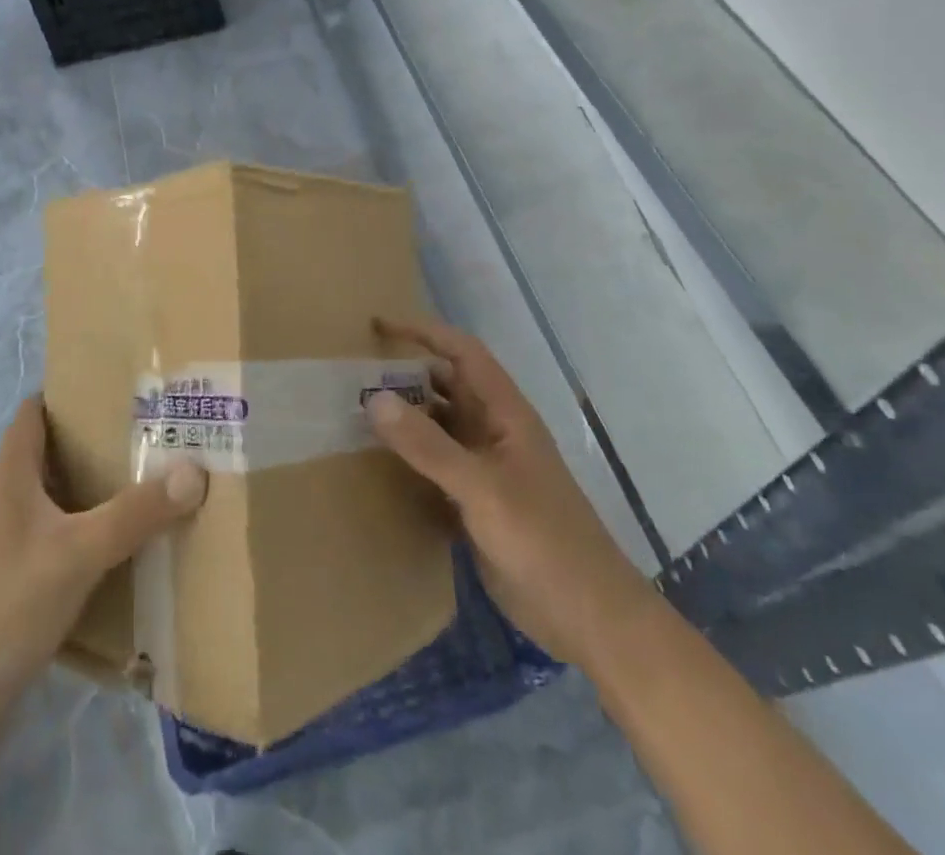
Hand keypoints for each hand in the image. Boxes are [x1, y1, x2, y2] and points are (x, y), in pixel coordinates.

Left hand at [0, 395, 207, 718]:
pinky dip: (81, 539)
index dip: (63, 394)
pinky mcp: (9, 591)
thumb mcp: (78, 553)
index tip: (109, 389)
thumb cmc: (5, 607)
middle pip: (46, 457)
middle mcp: (4, 506)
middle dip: (90, 444)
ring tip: (140, 487)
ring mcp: (3, 551)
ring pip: (52, 504)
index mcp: (11, 480)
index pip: (30, 415)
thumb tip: (194, 471)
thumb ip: (135, 513)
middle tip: (144, 436)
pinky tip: (114, 555)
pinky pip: (52, 546)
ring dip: (88, 494)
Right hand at [367, 318, 656, 667]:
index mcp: (505, 413)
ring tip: (357, 415)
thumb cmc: (543, 540)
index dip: (424, 332)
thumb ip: (428, 445)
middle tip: (355, 378)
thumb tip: (375, 398)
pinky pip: (436, 465)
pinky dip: (410, 458)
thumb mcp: (482, 487)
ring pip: (439, 426)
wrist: (589, 618)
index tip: (379, 326)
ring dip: (405, 418)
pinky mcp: (477, 503)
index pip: (462, 353)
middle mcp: (494, 432)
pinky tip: (379, 465)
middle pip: (446, 387)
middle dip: (406, 376)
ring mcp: (486, 468)